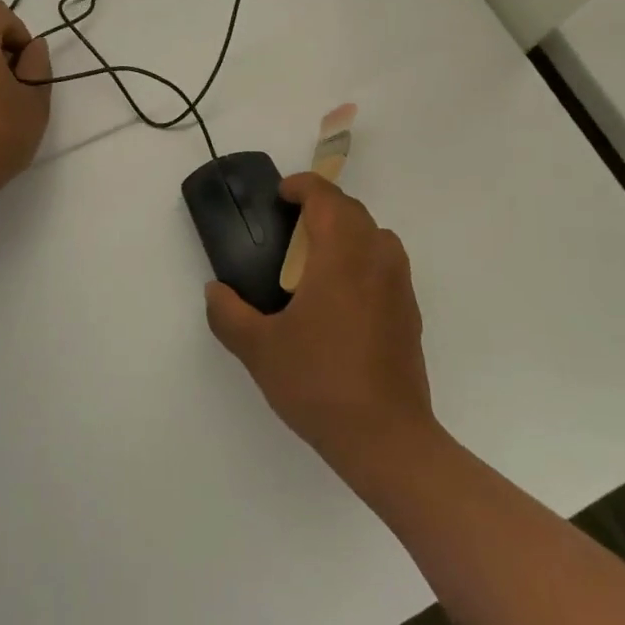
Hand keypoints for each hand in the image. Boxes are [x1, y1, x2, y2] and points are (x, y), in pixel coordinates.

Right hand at [205, 175, 434, 469]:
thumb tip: (215, 291)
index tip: (280, 195)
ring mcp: (399, 286)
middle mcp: (376, 260)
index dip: (302, 186)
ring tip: (314, 259)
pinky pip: (385, 265)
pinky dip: (362, 260)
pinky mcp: (409, 312)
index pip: (327, 198)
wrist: (385, 438)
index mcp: (341, 256)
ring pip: (375, 236)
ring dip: (346, 231)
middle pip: (353, 211)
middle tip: (288, 227)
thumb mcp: (258, 349)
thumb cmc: (318, 383)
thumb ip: (228, 314)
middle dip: (321, 207)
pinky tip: (339, 299)